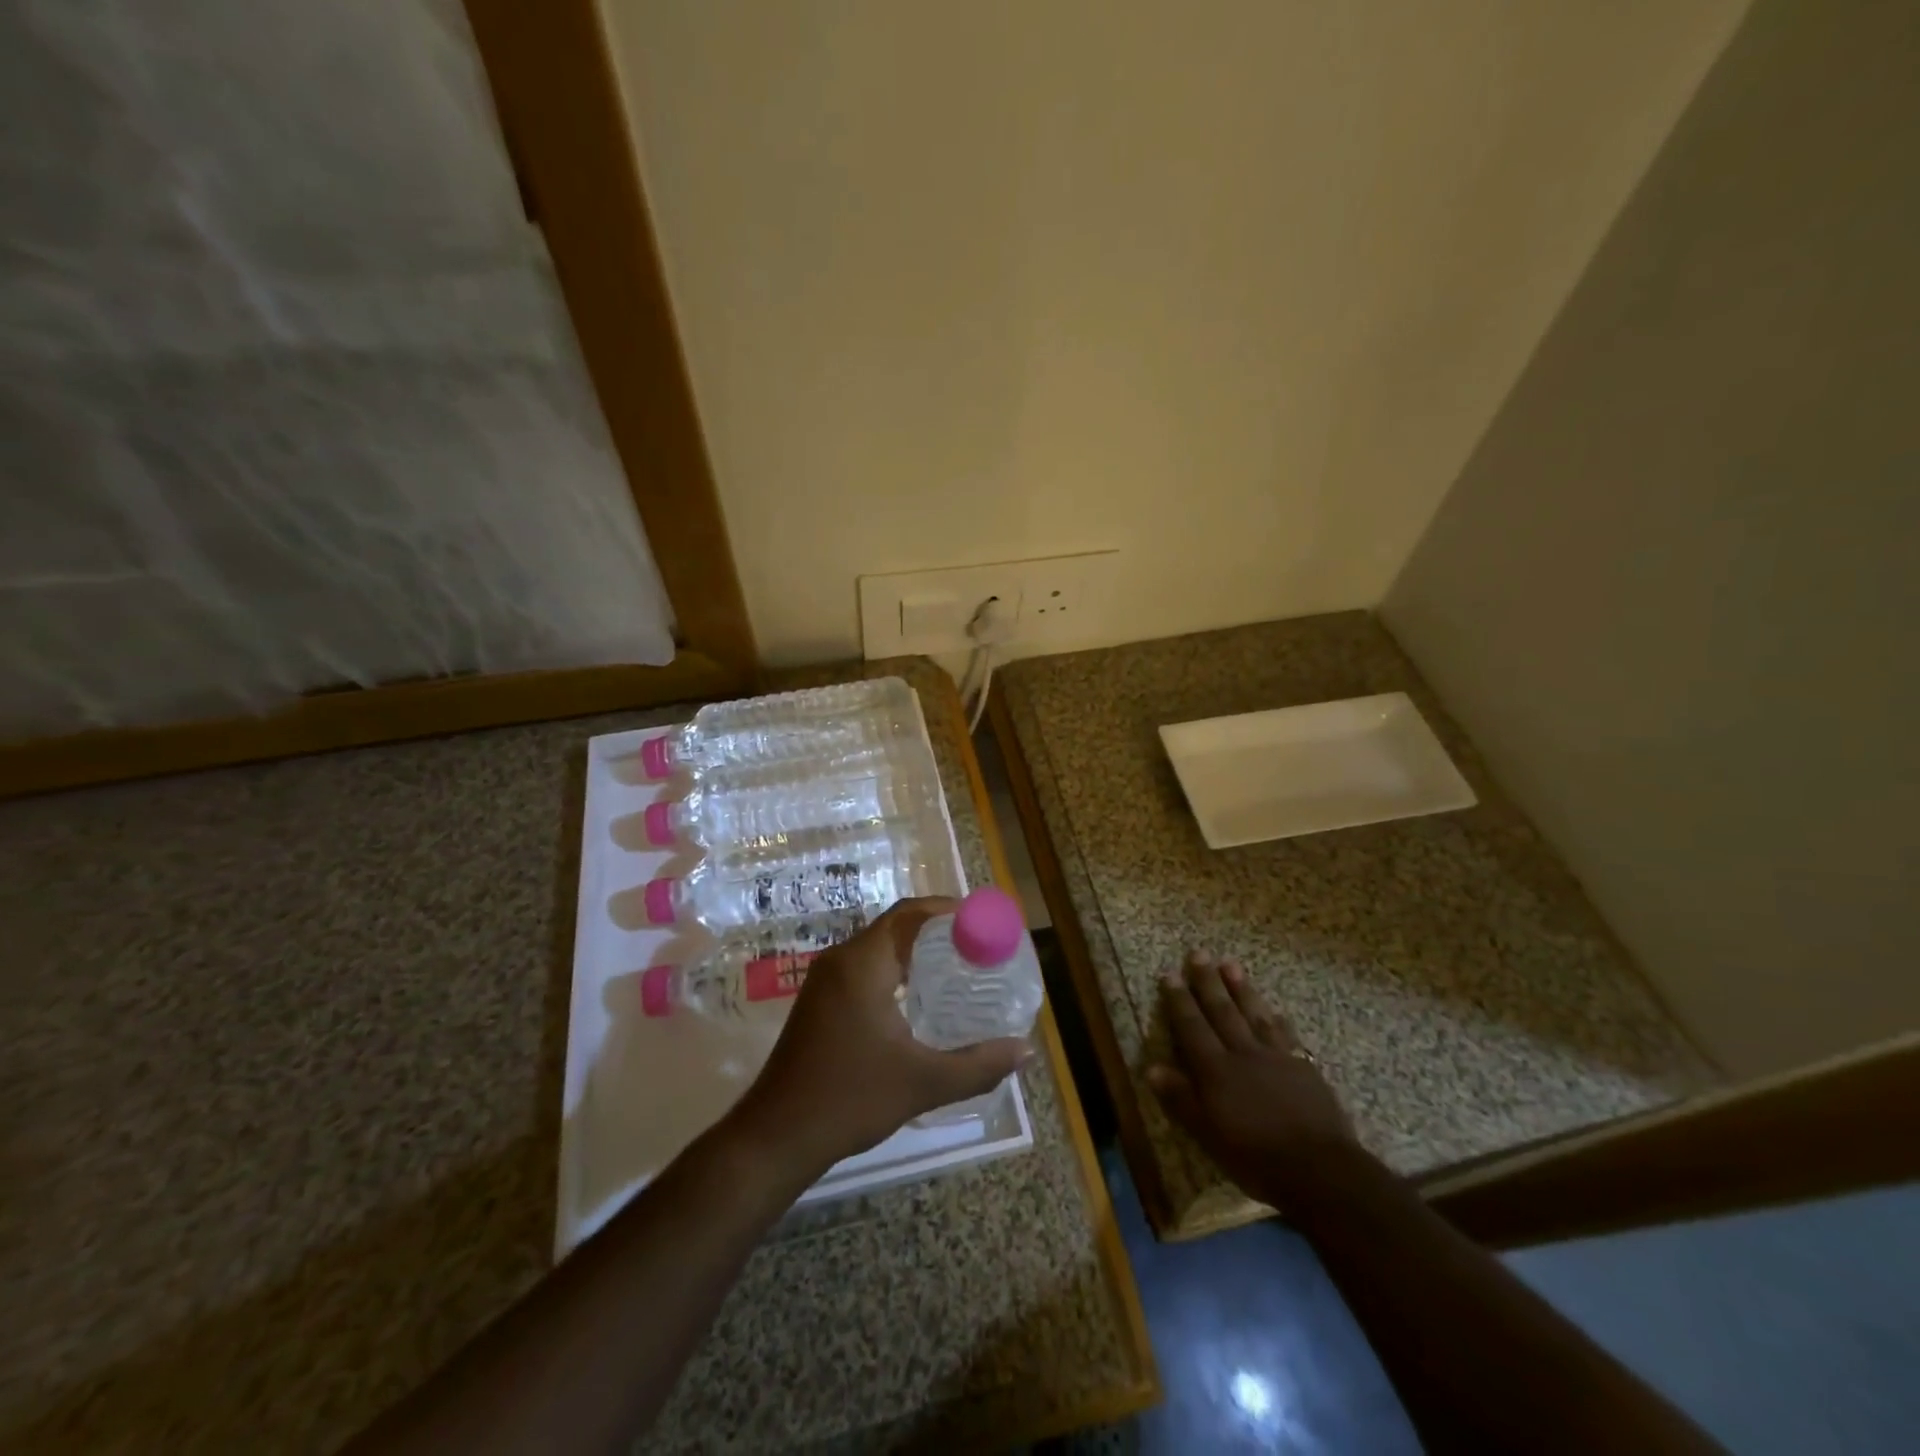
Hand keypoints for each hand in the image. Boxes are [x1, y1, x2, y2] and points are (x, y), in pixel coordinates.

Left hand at [729, 897, 1031, 1175]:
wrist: (778, 1135)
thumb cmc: (851, 1098)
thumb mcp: (923, 1082)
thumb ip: (978, 1065)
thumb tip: (1026, 1050)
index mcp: (863, 963)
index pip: (909, 914)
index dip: (947, 910)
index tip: (983, 921)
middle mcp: (841, 960)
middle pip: (895, 927)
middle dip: (936, 931)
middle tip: (978, 947)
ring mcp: (825, 980)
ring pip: (878, 947)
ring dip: (915, 950)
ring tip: (956, 969)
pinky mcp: (819, 1000)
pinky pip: (864, 966)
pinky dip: (894, 968)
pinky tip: (918, 998)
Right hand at [1148, 951, 1362, 1207]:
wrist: (1320, 1169)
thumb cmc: (1256, 1157)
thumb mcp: (1208, 1135)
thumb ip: (1181, 1099)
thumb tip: (1152, 1067)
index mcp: (1216, 1070)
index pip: (1192, 1027)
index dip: (1179, 1000)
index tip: (1170, 973)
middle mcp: (1243, 1053)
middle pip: (1222, 1011)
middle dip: (1208, 982)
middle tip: (1199, 953)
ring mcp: (1276, 1057)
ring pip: (1255, 1014)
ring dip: (1241, 989)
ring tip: (1231, 964)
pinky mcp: (1303, 1068)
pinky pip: (1286, 1035)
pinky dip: (1278, 1020)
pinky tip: (1276, 1010)